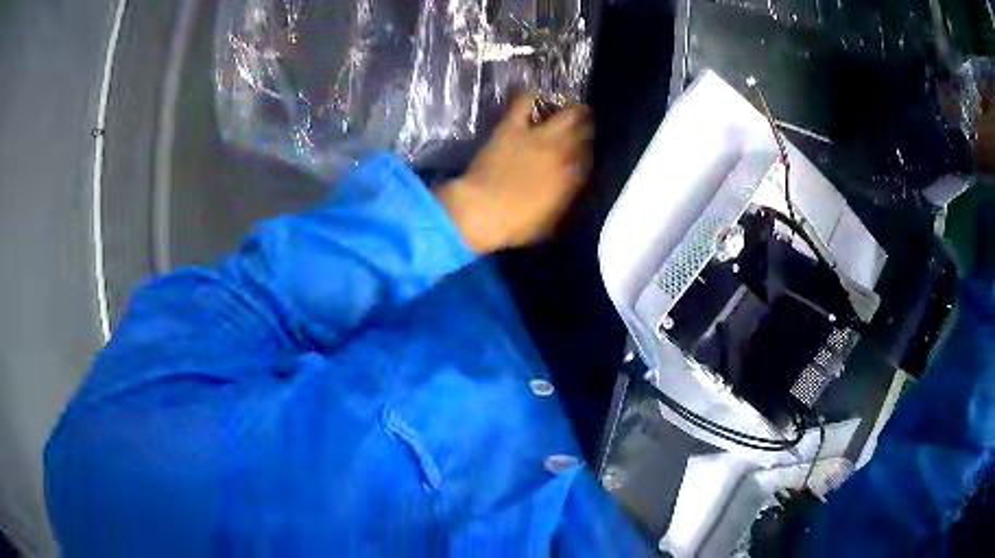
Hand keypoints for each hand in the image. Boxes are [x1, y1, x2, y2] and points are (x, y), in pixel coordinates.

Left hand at [436, 90, 593, 252]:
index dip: (594, 151)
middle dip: (590, 127)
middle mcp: (565, 153)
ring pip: (568, 114)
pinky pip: (525, 102)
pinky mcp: (514, 127)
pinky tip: (537, 95)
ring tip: (574, 109)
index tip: (591, 151)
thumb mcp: (553, 223)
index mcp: (575, 178)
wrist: (482, 211)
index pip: (594, 157)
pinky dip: (532, 95)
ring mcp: (539, 136)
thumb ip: (569, 203)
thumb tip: (576, 191)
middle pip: (587, 131)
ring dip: (575, 110)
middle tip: (588, 127)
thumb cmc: (518, 225)